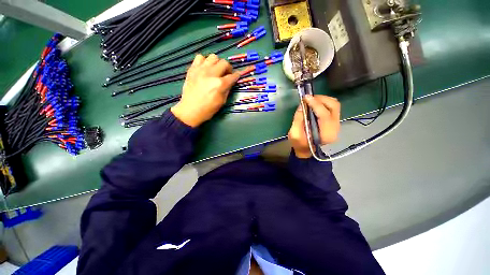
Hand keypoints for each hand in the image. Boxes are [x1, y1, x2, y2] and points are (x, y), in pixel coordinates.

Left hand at [171, 54, 240, 126]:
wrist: (190, 110)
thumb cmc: (208, 109)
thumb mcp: (222, 102)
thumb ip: (227, 90)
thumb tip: (230, 82)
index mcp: (220, 84)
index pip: (232, 76)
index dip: (237, 76)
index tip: (237, 76)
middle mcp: (211, 74)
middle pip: (224, 63)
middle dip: (228, 68)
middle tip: (226, 75)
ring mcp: (200, 70)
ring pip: (213, 57)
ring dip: (217, 63)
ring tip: (215, 70)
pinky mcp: (192, 69)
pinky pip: (200, 57)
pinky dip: (204, 61)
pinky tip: (205, 69)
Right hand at [288, 95, 340, 158]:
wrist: (306, 151)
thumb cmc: (299, 144)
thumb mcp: (294, 134)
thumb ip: (298, 119)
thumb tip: (302, 105)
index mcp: (325, 134)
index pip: (324, 114)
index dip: (315, 104)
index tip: (305, 98)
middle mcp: (335, 128)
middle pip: (334, 106)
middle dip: (321, 99)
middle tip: (309, 98)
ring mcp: (337, 125)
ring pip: (335, 105)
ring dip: (323, 100)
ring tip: (311, 100)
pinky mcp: (334, 122)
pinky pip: (333, 108)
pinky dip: (324, 103)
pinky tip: (315, 104)